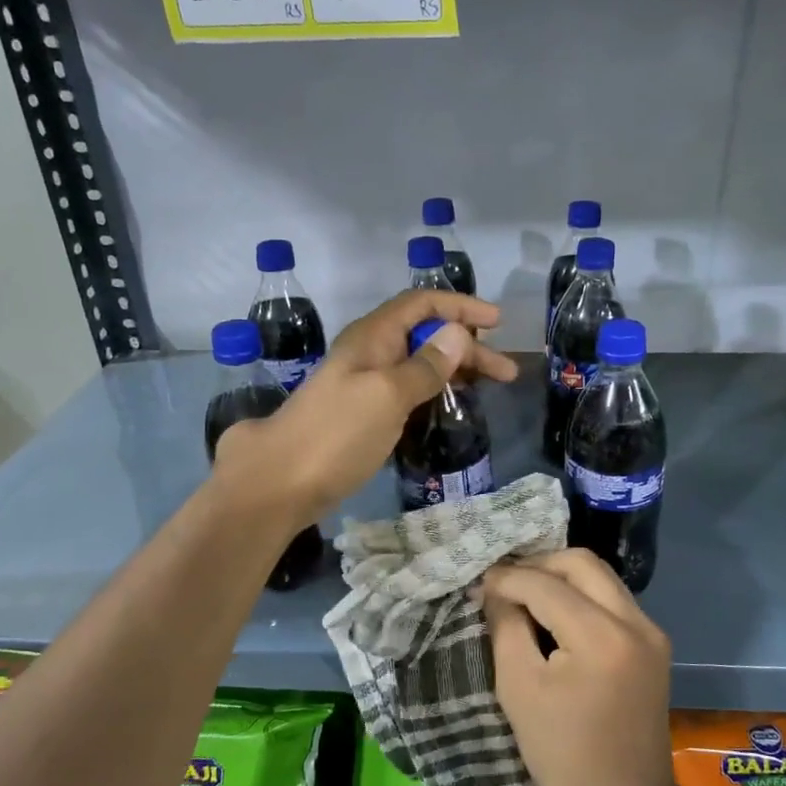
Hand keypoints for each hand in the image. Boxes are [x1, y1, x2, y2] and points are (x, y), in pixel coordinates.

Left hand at [213, 289, 517, 521]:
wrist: (279, 481)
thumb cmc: (336, 433)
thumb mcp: (387, 395)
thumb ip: (425, 366)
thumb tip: (458, 334)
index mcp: (373, 337)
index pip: (422, 304)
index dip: (461, 307)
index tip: (498, 324)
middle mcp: (370, 353)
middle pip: (426, 334)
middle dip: (468, 346)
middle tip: (506, 373)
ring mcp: (366, 384)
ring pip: (419, 363)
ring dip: (455, 370)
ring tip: (490, 387)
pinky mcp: (364, 413)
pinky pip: (408, 389)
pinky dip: (435, 391)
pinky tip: (451, 405)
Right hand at [485, 550, 691, 785]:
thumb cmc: (563, 755)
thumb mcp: (519, 688)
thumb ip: (506, 627)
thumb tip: (494, 589)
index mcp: (601, 637)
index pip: (546, 584)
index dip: (507, 578)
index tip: (478, 584)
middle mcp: (635, 622)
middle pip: (582, 563)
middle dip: (539, 564)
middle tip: (504, 583)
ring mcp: (651, 631)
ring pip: (601, 577)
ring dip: (561, 578)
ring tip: (524, 594)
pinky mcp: (654, 643)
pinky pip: (612, 599)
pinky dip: (581, 596)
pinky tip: (554, 614)